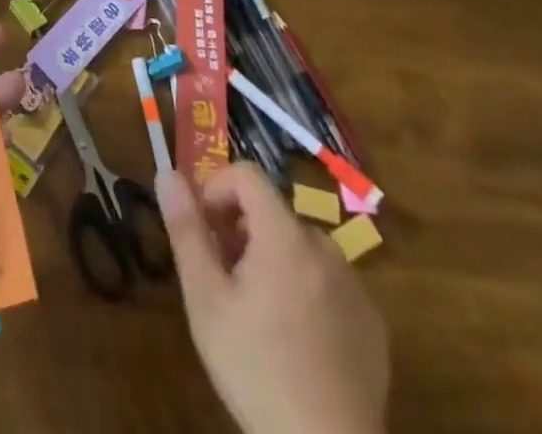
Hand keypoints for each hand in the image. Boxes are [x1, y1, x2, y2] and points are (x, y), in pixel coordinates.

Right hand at [158, 164, 388, 433]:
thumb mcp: (206, 299)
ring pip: (300, 249)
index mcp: (284, 234)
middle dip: (241, 233)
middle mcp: (325, 247)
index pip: (247, 174)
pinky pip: (329, 284)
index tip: (204, 231)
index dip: (216, 190)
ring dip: (273, 261)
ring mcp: (355, 286)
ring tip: (256, 315)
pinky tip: (295, 342)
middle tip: (223, 280)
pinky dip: (305, 292)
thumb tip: (167, 173)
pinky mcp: (373, 324)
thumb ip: (186, 229)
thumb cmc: (257, 369)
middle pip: (272, 213)